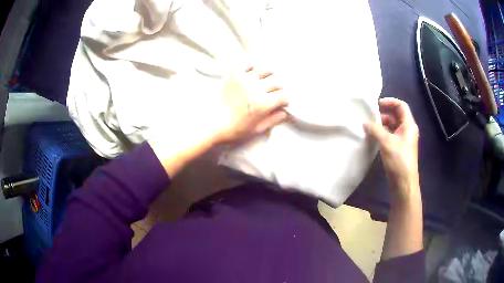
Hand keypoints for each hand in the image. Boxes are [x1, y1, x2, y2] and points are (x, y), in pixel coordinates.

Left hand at [210, 67, 288, 143]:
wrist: (212, 124)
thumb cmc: (235, 130)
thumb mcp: (257, 129)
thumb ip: (273, 119)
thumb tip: (284, 112)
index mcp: (262, 104)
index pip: (283, 95)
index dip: (285, 99)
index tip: (283, 102)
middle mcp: (255, 89)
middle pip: (276, 81)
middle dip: (279, 88)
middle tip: (275, 92)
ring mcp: (244, 80)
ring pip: (264, 70)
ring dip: (268, 75)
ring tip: (266, 81)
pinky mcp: (233, 76)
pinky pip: (246, 65)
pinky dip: (252, 67)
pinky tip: (253, 73)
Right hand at [363, 98, 419, 203]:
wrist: (403, 183)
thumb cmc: (399, 160)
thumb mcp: (386, 142)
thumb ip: (375, 130)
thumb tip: (364, 122)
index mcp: (409, 125)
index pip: (401, 106)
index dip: (390, 101)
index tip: (377, 104)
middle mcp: (407, 130)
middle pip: (396, 115)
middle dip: (383, 114)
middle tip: (370, 116)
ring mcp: (403, 140)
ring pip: (392, 126)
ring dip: (382, 125)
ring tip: (369, 127)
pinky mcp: (398, 148)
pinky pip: (390, 135)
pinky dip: (382, 134)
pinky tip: (373, 137)